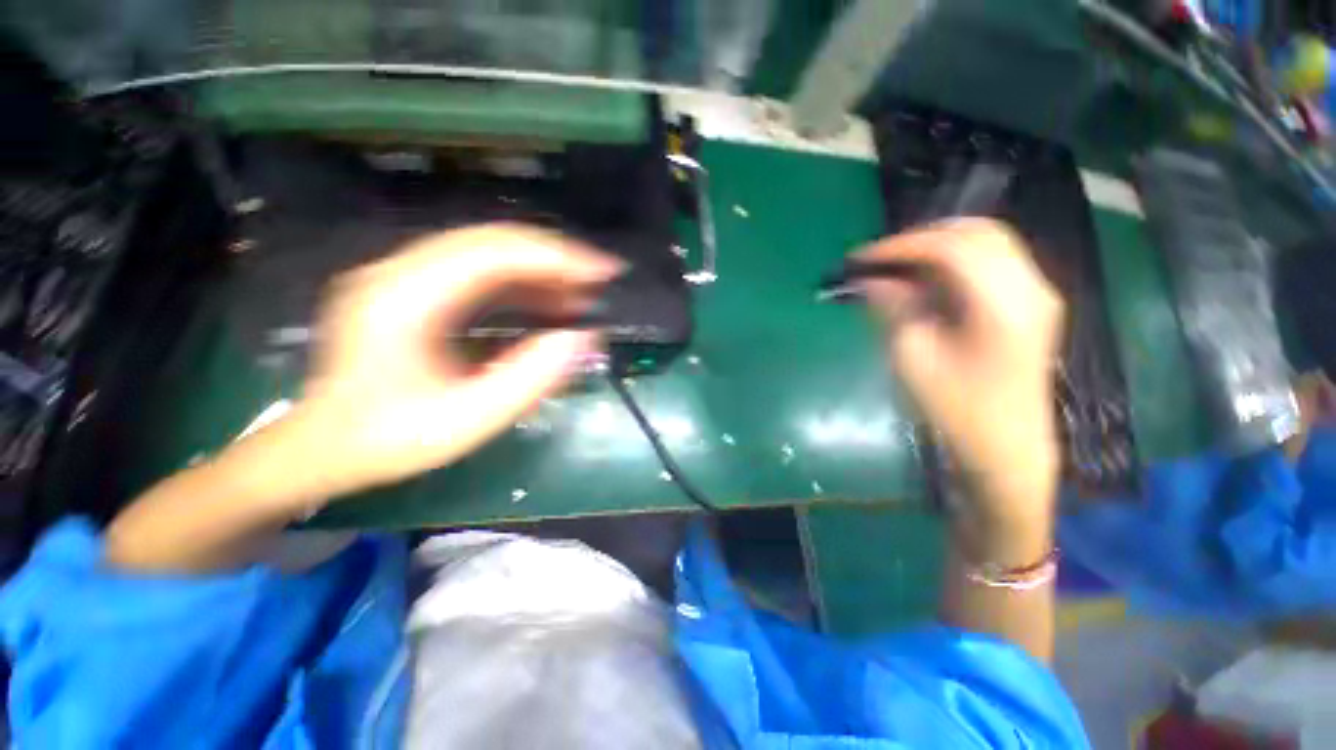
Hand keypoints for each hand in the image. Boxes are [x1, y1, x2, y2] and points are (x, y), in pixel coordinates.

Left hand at [261, 224, 622, 501]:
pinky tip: (548, 304)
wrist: (322, 446)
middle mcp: (399, 271)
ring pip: (487, 253)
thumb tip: (584, 337)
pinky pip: (477, 273)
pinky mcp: (413, 289)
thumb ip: (530, 378)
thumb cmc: (389, 440)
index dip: (557, 256)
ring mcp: (403, 276)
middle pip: (492, 242)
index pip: (494, 252)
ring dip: (540, 270)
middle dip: (556, 258)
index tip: (605, 271)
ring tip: (582, 297)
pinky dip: (520, 284)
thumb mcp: (467, 420)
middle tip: (600, 282)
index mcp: (404, 298)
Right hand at [856, 219, 1064, 523]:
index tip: (860, 258)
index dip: (900, 246)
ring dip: (938, 246)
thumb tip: (871, 279)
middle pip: (976, 233)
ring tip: (897, 266)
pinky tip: (926, 279)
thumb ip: (894, 308)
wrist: (1008, 447)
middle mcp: (1030, 287)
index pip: (950, 248)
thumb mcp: (913, 357)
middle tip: (880, 258)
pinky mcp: (1031, 303)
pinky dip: (955, 261)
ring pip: (987, 242)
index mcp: (1003, 304)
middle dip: (921, 238)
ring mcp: (1037, 293)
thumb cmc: (957, 409)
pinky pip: (992, 261)